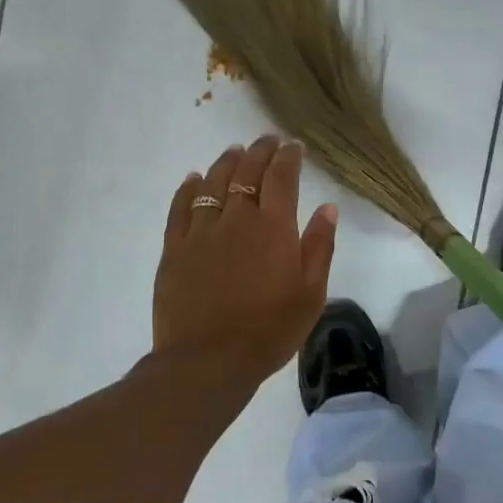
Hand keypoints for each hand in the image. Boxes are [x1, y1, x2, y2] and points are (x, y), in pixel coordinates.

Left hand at [153, 136, 338, 389]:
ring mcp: (201, 231)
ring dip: (227, 162)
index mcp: (274, 228)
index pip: (282, 177)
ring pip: (214, 183)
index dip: (289, 157)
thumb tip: (328, 208)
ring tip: (235, 152)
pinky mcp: (174, 248)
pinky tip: (194, 179)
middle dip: (260, 151)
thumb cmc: (269, 331)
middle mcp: (237, 219)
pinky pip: (180, 207)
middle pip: (247, 172)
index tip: (294, 146)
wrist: (209, 361)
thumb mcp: (310, 294)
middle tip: (268, 141)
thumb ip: (319, 247)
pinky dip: (189, 188)